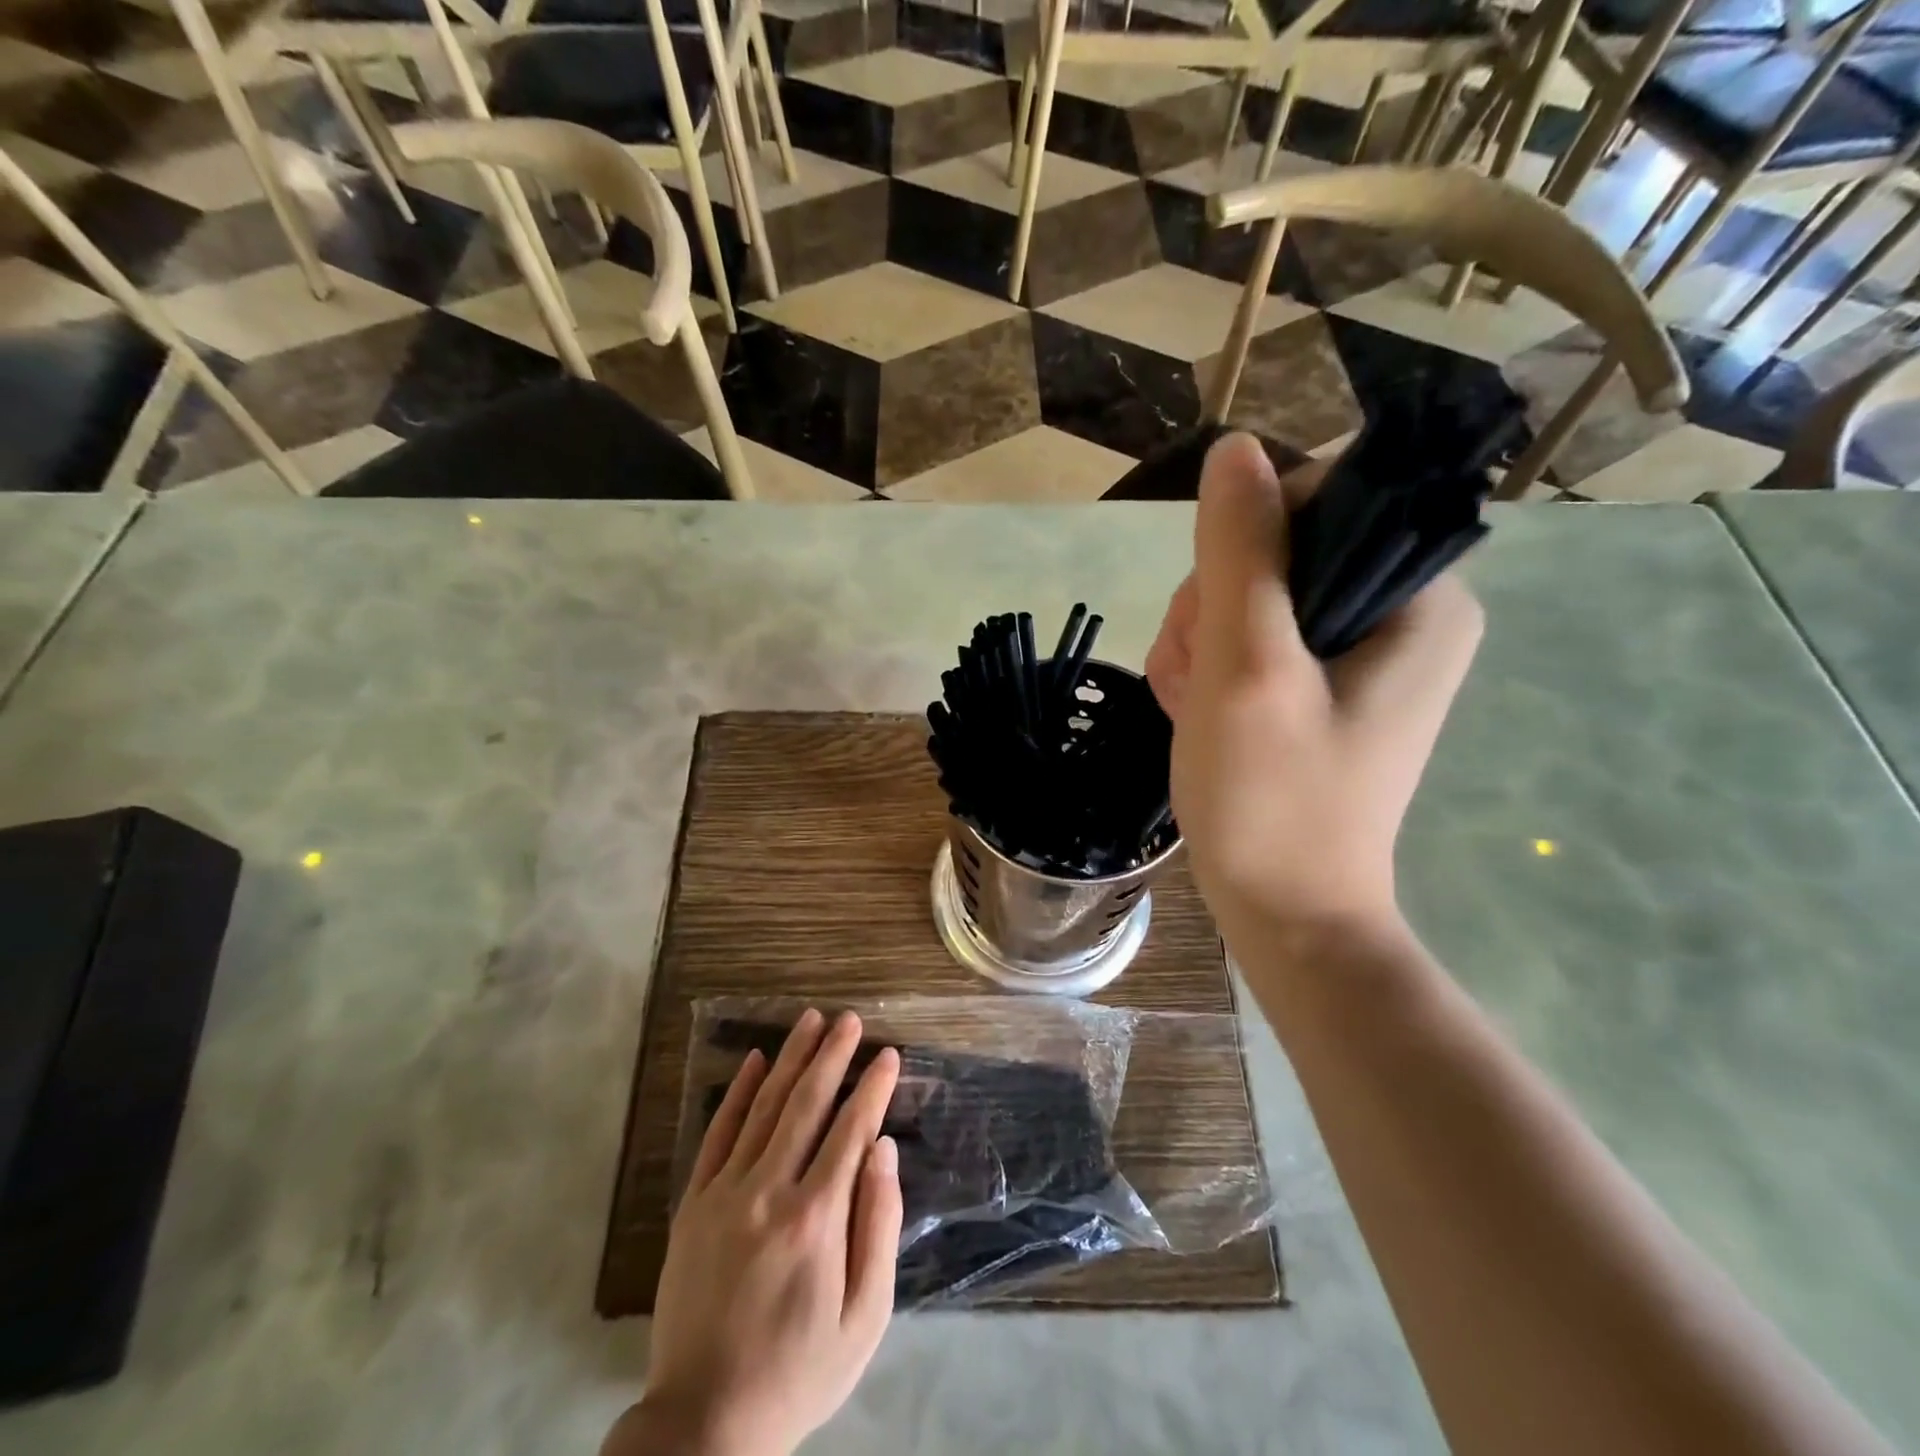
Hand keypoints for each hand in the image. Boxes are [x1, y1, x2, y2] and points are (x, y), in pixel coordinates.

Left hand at [608, 1010, 903, 1455]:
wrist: (704, 1424)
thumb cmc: (799, 1370)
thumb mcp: (864, 1318)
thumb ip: (879, 1226)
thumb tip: (884, 1150)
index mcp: (816, 1218)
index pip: (851, 1130)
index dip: (873, 1087)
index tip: (888, 1054)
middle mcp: (769, 1192)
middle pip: (806, 1104)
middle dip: (832, 1055)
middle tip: (850, 1019)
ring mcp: (725, 1194)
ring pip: (764, 1108)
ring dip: (791, 1058)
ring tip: (810, 1020)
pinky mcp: (694, 1205)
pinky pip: (718, 1134)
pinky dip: (738, 1094)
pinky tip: (755, 1061)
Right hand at [1145, 433, 1482, 948]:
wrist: (1285, 913)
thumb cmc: (1274, 799)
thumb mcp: (1248, 668)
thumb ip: (1242, 553)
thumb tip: (1237, 449)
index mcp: (1420, 597)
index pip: (1324, 498)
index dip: (1247, 540)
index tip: (1218, 618)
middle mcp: (1402, 613)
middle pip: (1279, 549)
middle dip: (1215, 607)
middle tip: (1200, 679)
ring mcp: (1359, 652)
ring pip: (1252, 595)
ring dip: (1201, 642)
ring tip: (1192, 705)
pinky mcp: (1320, 684)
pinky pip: (1251, 638)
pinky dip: (1209, 668)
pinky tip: (1195, 710)